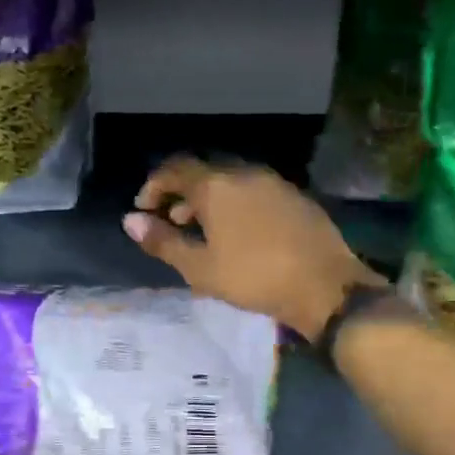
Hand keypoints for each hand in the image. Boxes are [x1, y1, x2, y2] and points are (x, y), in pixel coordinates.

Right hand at [123, 156, 385, 340]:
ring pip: (231, 183)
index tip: (144, 210)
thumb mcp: (200, 268)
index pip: (175, 169)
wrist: (323, 285)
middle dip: (182, 195)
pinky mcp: (296, 199)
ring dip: (210, 202)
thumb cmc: (253, 278)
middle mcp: (245, 173)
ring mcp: (275, 183)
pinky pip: (254, 194)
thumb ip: (163, 242)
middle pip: (204, 174)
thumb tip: (131, 221)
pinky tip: (239, 236)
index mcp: (217, 185)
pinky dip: (236, 206)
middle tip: (172, 224)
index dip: (154, 186)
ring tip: (203, 234)